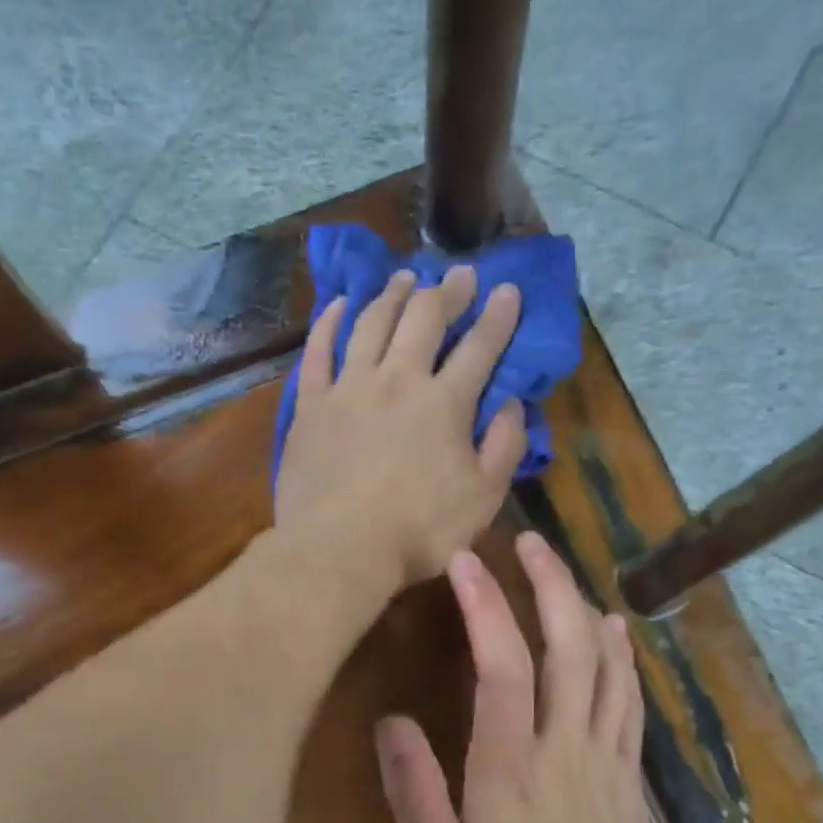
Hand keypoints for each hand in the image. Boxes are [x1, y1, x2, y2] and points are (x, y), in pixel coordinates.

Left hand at [275, 265, 527, 591]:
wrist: (340, 549)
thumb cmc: (419, 532)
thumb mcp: (483, 498)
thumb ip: (504, 448)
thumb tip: (511, 404)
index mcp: (445, 403)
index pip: (480, 348)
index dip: (498, 317)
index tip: (508, 290)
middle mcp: (398, 380)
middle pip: (424, 320)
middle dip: (447, 291)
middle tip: (459, 273)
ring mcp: (349, 388)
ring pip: (372, 323)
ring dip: (392, 295)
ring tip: (405, 277)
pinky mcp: (310, 405)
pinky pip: (318, 351)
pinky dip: (330, 322)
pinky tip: (339, 305)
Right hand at [375, 530, 655, 822]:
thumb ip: (413, 793)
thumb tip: (391, 723)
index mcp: (509, 767)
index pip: (503, 668)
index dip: (486, 607)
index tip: (467, 563)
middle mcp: (564, 748)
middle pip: (567, 647)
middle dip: (548, 585)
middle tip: (528, 542)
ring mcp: (606, 757)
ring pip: (606, 664)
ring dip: (584, 606)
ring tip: (562, 568)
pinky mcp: (630, 771)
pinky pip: (630, 699)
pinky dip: (622, 655)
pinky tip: (613, 627)